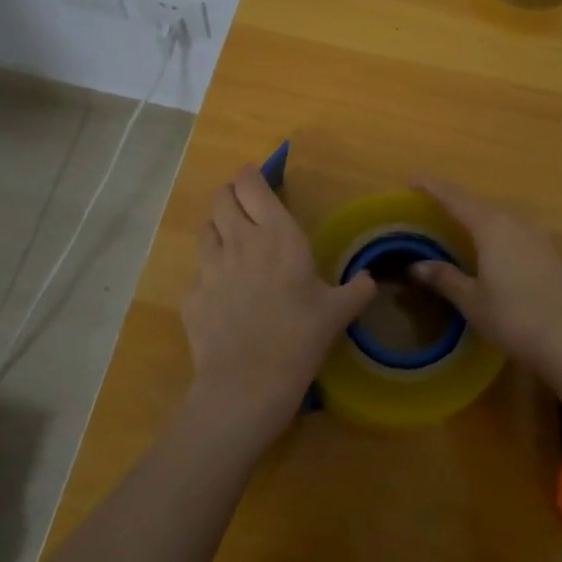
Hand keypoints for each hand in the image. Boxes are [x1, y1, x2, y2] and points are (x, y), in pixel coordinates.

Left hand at [186, 165, 375, 437]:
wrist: (246, 385)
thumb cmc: (299, 338)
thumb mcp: (337, 313)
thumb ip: (357, 290)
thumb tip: (371, 280)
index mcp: (276, 234)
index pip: (251, 184)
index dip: (252, 176)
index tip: (260, 179)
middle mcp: (239, 240)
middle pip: (221, 198)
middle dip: (232, 195)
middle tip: (246, 205)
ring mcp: (209, 267)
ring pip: (205, 229)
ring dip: (218, 228)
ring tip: (233, 243)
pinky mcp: (191, 296)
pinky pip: (198, 272)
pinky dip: (209, 274)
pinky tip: (223, 294)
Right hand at [410, 178, 561, 381]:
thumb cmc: (514, 317)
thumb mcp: (472, 300)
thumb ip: (445, 278)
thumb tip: (416, 266)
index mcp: (490, 226)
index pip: (455, 199)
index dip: (432, 188)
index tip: (413, 181)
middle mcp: (514, 221)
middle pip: (478, 204)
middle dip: (454, 203)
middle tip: (432, 209)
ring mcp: (535, 235)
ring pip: (499, 217)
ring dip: (477, 218)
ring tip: (458, 227)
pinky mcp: (548, 251)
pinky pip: (513, 231)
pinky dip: (495, 232)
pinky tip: (490, 248)